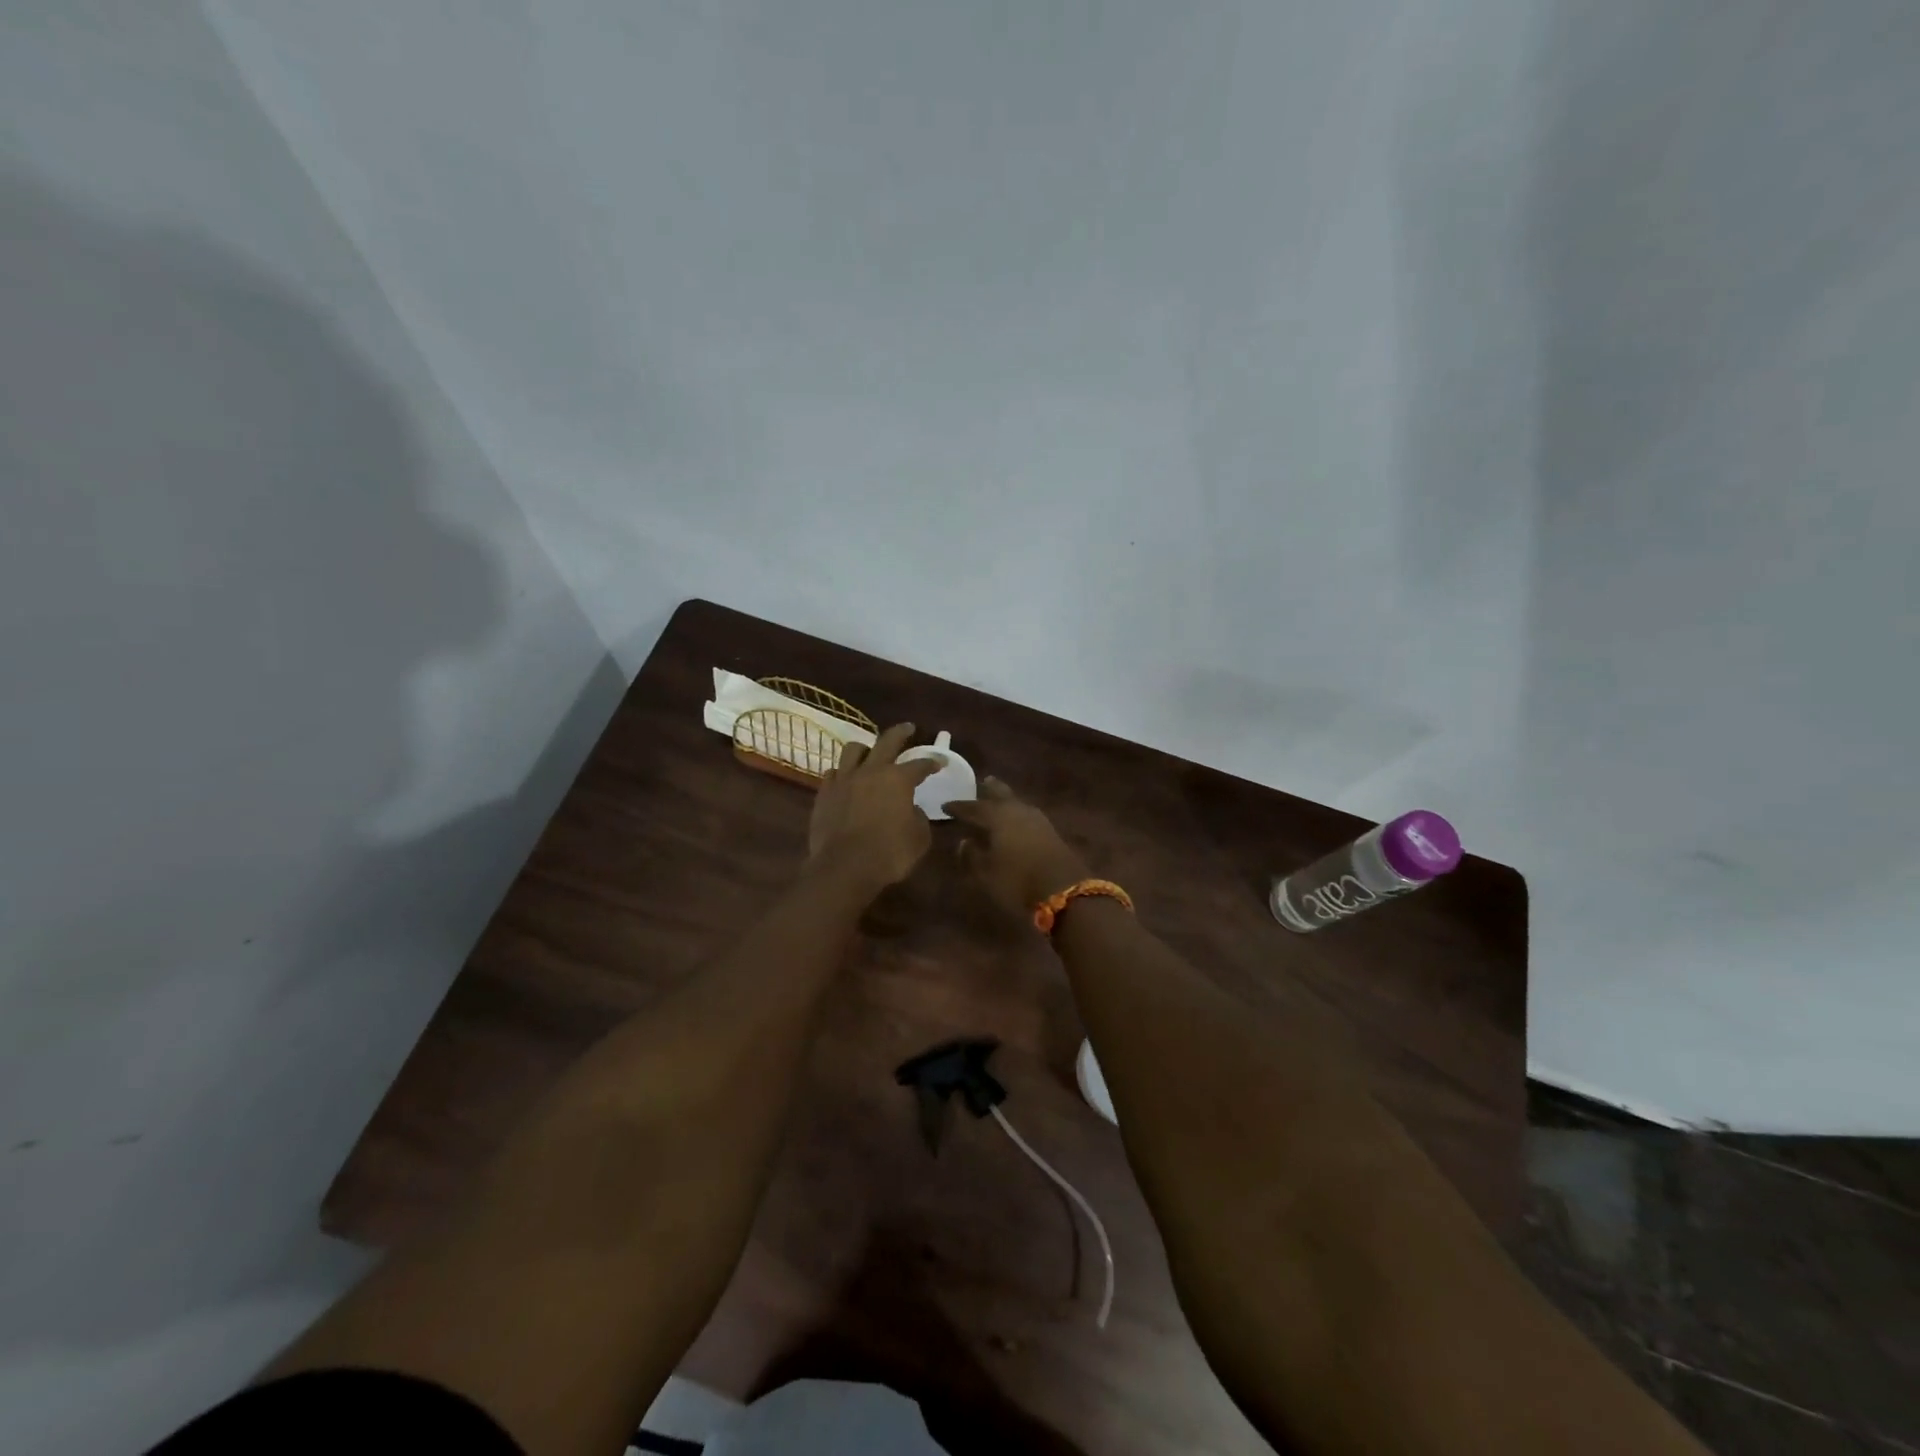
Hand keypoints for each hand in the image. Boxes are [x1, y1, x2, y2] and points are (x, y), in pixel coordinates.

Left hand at [808, 722, 940, 891]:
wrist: (844, 867)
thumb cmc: (889, 853)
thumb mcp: (919, 838)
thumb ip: (919, 818)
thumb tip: (912, 810)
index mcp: (898, 779)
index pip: (920, 764)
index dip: (932, 762)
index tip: (940, 762)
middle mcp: (871, 771)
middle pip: (887, 741)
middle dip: (900, 733)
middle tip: (908, 728)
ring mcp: (844, 780)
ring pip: (853, 750)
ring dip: (865, 749)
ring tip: (869, 753)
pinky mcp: (824, 793)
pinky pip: (833, 773)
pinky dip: (842, 773)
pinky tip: (845, 780)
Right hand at [943, 777, 1090, 916]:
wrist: (1064, 889)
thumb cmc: (1017, 881)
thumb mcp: (986, 873)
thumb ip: (971, 855)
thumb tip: (964, 841)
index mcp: (997, 816)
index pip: (973, 808)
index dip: (958, 807)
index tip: (945, 805)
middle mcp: (1017, 811)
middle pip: (1001, 794)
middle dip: (989, 790)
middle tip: (981, 782)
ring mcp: (1036, 819)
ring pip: (1016, 802)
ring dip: (1005, 799)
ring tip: (997, 798)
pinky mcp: (1049, 830)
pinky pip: (1026, 814)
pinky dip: (1016, 812)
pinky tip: (1015, 819)